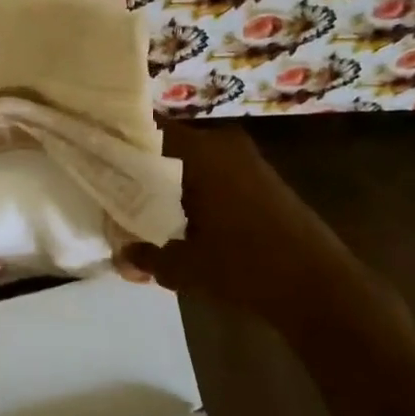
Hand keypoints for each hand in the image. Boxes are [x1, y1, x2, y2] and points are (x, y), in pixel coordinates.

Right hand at [121, 125, 350, 323]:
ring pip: (192, 161)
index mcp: (199, 152)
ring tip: (145, 211)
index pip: (146, 129)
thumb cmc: (244, 266)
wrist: (318, 286)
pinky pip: (214, 174)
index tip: (97, 158)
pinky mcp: (261, 180)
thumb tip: (122, 255)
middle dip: (142, 167)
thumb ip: (145, 255)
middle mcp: (222, 144)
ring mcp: (246, 160)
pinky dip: (194, 190)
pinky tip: (182, 220)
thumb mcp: (183, 266)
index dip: (119, 142)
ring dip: (169, 182)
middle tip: (116, 192)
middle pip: (168, 145)